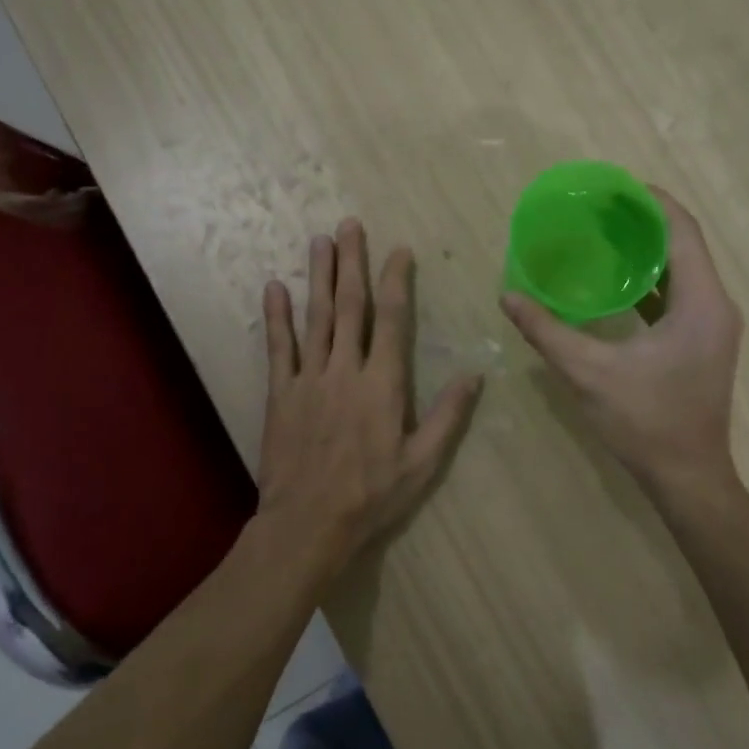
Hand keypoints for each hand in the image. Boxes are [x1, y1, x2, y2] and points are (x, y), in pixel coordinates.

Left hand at [256, 218, 483, 572]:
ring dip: (318, 277)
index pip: (391, 320)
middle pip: (349, 307)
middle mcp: (344, 371)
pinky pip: (278, 347)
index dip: (395, 282)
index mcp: (382, 385)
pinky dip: (277, 317)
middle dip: (351, 263)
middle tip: (349, 225)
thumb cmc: (372, 496)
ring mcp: (309, 380)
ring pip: (315, 318)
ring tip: (319, 241)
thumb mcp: (422, 463)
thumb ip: (447, 416)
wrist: (308, 524)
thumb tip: (475, 374)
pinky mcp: (281, 394)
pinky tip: (274, 287)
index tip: (398, 251)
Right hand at [501, 188, 741, 493]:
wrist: (687, 477)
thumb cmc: (645, 423)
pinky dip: (651, 281)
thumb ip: (547, 331)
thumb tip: (508, 297)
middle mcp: (716, 306)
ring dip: (648, 251)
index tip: (613, 186)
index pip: (681, 230)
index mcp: (700, 302)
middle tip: (599, 210)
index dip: (650, 201)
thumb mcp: (589, 374)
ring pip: (683, 271)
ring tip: (604, 237)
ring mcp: (713, 326)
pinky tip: (617, 283)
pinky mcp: (703, 343)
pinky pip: (680, 296)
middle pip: (684, 245)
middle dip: (643, 222)